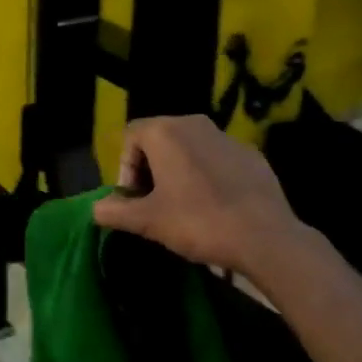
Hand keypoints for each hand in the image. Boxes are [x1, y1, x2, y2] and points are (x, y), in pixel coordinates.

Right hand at [92, 115, 315, 277]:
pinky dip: (208, 177)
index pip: (131, 138)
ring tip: (183, 208)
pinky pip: (217, 160)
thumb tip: (96, 209)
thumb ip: (115, 211)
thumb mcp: (147, 221)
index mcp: (166, 131)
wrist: (265, 238)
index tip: (134, 201)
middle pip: (159, 140)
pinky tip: (215, 207)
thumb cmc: (197, 222)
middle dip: (151, 170)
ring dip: (178, 173)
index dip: (125, 170)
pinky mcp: (252, 155)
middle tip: (154, 205)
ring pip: (189, 149)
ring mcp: (227, 138)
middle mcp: (195, 123)